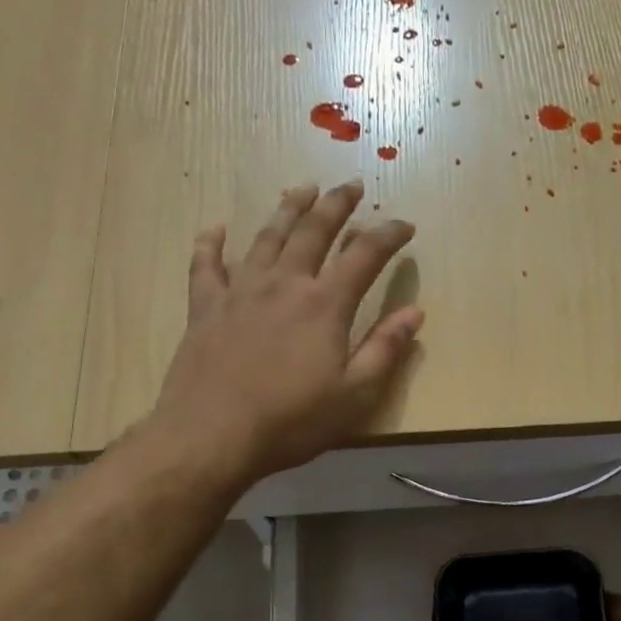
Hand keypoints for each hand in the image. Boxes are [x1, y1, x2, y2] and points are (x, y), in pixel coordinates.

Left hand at [152, 181, 422, 485]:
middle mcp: (284, 284)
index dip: (388, 235)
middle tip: (351, 185)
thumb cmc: (290, 421)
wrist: (211, 435)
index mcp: (325, 305)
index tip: (405, 225)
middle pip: (314, 231)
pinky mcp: (205, 307)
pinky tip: (216, 229)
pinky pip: (206, 265)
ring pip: (267, 237)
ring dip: (287, 209)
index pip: (365, 256)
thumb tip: (415, 312)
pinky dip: (211, 244)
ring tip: (302, 189)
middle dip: (337, 204)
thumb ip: (385, 350)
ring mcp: (240, 291)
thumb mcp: (354, 395)